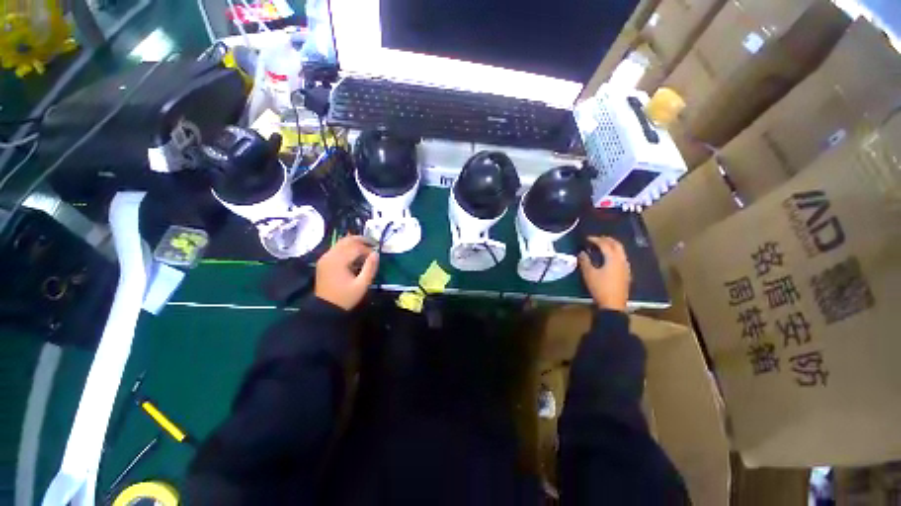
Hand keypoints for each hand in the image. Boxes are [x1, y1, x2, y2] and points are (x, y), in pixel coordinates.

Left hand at [315, 236, 379, 309]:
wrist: (325, 308)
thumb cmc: (346, 297)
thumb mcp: (362, 285)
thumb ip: (370, 268)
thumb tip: (376, 253)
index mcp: (338, 261)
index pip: (356, 247)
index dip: (368, 249)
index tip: (376, 256)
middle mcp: (329, 256)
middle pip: (347, 240)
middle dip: (361, 240)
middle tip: (373, 243)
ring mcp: (324, 258)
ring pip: (341, 243)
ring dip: (354, 243)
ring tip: (366, 248)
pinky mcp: (323, 261)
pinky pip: (336, 248)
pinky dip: (347, 248)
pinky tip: (354, 255)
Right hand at [579, 236, 630, 311]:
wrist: (613, 305)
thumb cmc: (600, 288)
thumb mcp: (589, 274)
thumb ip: (585, 261)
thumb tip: (582, 252)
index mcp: (613, 259)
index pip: (605, 244)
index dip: (596, 239)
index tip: (587, 238)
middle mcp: (622, 260)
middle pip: (616, 245)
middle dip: (607, 240)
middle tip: (597, 239)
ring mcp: (626, 267)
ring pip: (621, 251)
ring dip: (612, 246)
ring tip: (602, 246)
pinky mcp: (626, 274)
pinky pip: (622, 258)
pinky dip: (615, 253)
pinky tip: (609, 258)